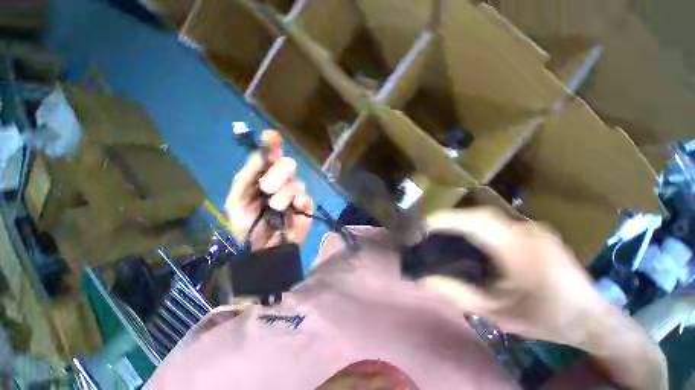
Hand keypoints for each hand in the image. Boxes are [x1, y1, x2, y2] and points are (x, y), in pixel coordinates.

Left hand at [225, 130, 313, 250]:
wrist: (262, 249)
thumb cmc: (247, 224)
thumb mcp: (237, 200)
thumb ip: (245, 177)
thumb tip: (261, 154)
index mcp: (263, 176)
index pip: (271, 153)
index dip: (272, 142)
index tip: (271, 136)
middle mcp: (281, 180)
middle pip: (287, 163)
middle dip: (277, 174)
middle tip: (266, 188)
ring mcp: (295, 193)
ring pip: (295, 182)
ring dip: (282, 195)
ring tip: (275, 208)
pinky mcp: (305, 206)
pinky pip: (305, 197)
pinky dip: (297, 201)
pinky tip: (292, 209)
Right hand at [421, 208, 610, 345]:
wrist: (593, 319)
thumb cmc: (546, 319)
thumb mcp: (497, 313)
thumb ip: (457, 295)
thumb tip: (423, 280)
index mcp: (519, 250)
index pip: (474, 223)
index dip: (444, 220)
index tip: (422, 226)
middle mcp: (526, 231)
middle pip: (479, 215)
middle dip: (451, 219)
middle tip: (430, 230)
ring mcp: (533, 229)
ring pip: (488, 217)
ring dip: (464, 221)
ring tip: (445, 233)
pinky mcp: (536, 232)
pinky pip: (499, 223)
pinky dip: (479, 226)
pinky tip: (473, 239)